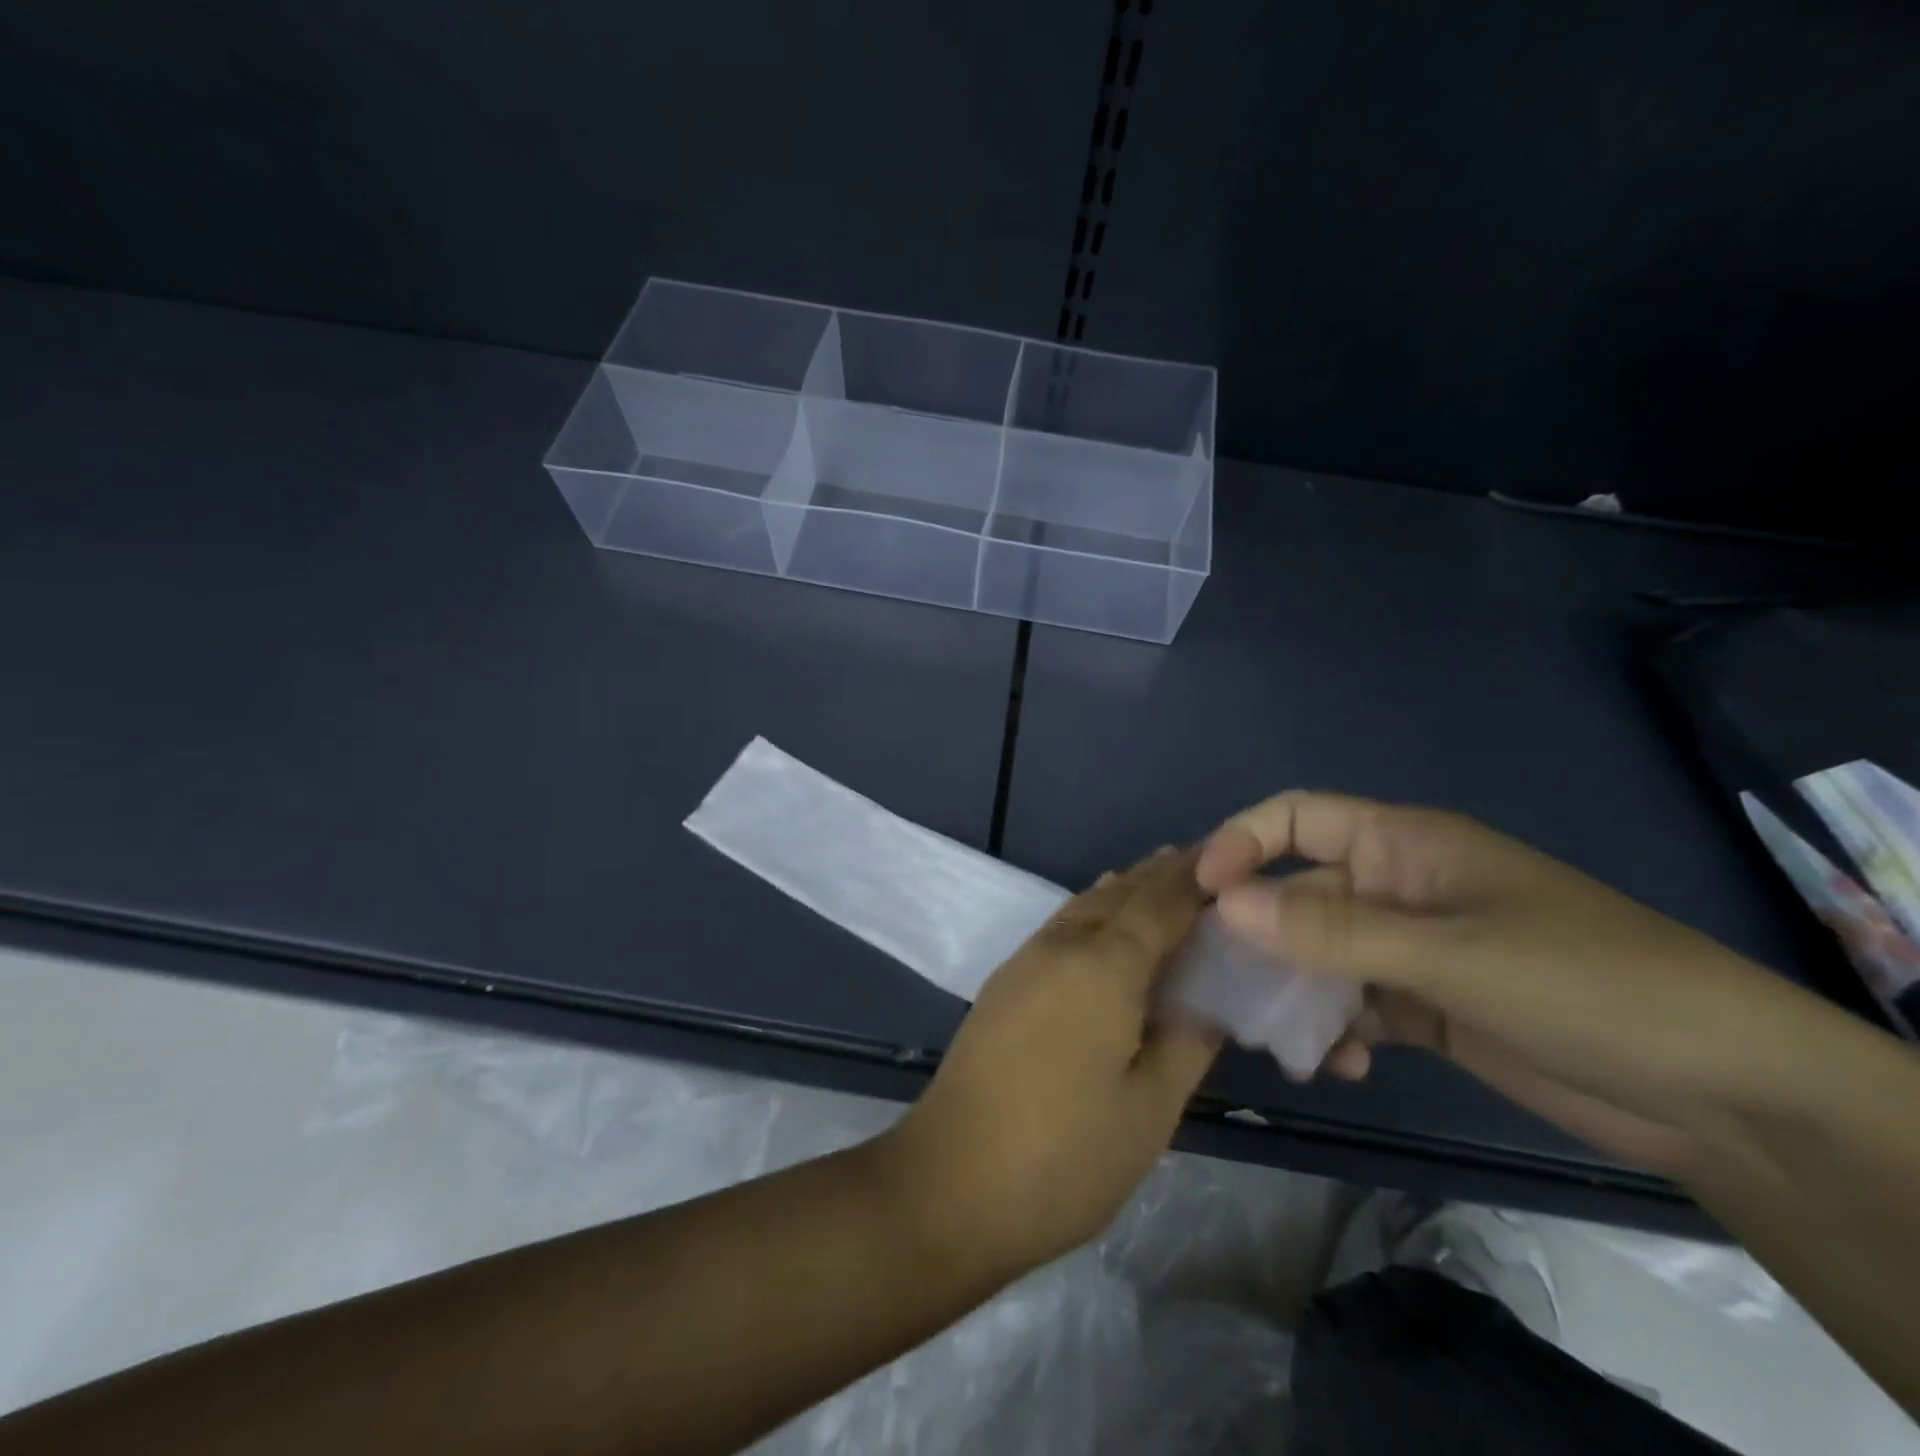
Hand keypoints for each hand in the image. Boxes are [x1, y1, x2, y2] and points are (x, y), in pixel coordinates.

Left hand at [878, 848, 1219, 1277]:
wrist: (948, 1182)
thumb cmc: (1063, 1155)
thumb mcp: (1149, 1109)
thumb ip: (1187, 1042)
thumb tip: (1211, 998)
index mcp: (1104, 966)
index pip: (1161, 903)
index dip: (1196, 880)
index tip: (1233, 860)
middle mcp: (1061, 946)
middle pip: (1120, 894)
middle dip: (1162, 876)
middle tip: (1206, 866)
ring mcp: (1025, 961)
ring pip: (1085, 905)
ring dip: (1126, 889)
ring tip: (1160, 879)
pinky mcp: (1004, 983)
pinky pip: (1061, 925)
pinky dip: (1093, 911)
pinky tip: (1103, 921)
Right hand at [1196, 792, 1862, 1175]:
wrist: (1721, 1093)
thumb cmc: (1583, 984)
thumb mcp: (1449, 952)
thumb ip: (1332, 929)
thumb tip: (1223, 904)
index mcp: (1402, 845)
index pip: (1297, 818)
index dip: (1242, 842)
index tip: (1199, 891)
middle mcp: (1396, 887)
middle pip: (1297, 892)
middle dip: (1255, 932)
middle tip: (1214, 980)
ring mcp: (1410, 948)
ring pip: (1319, 954)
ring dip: (1292, 990)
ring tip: (1276, 1035)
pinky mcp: (1427, 1004)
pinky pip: (1353, 1004)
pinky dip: (1335, 1029)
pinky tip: (1340, 1063)